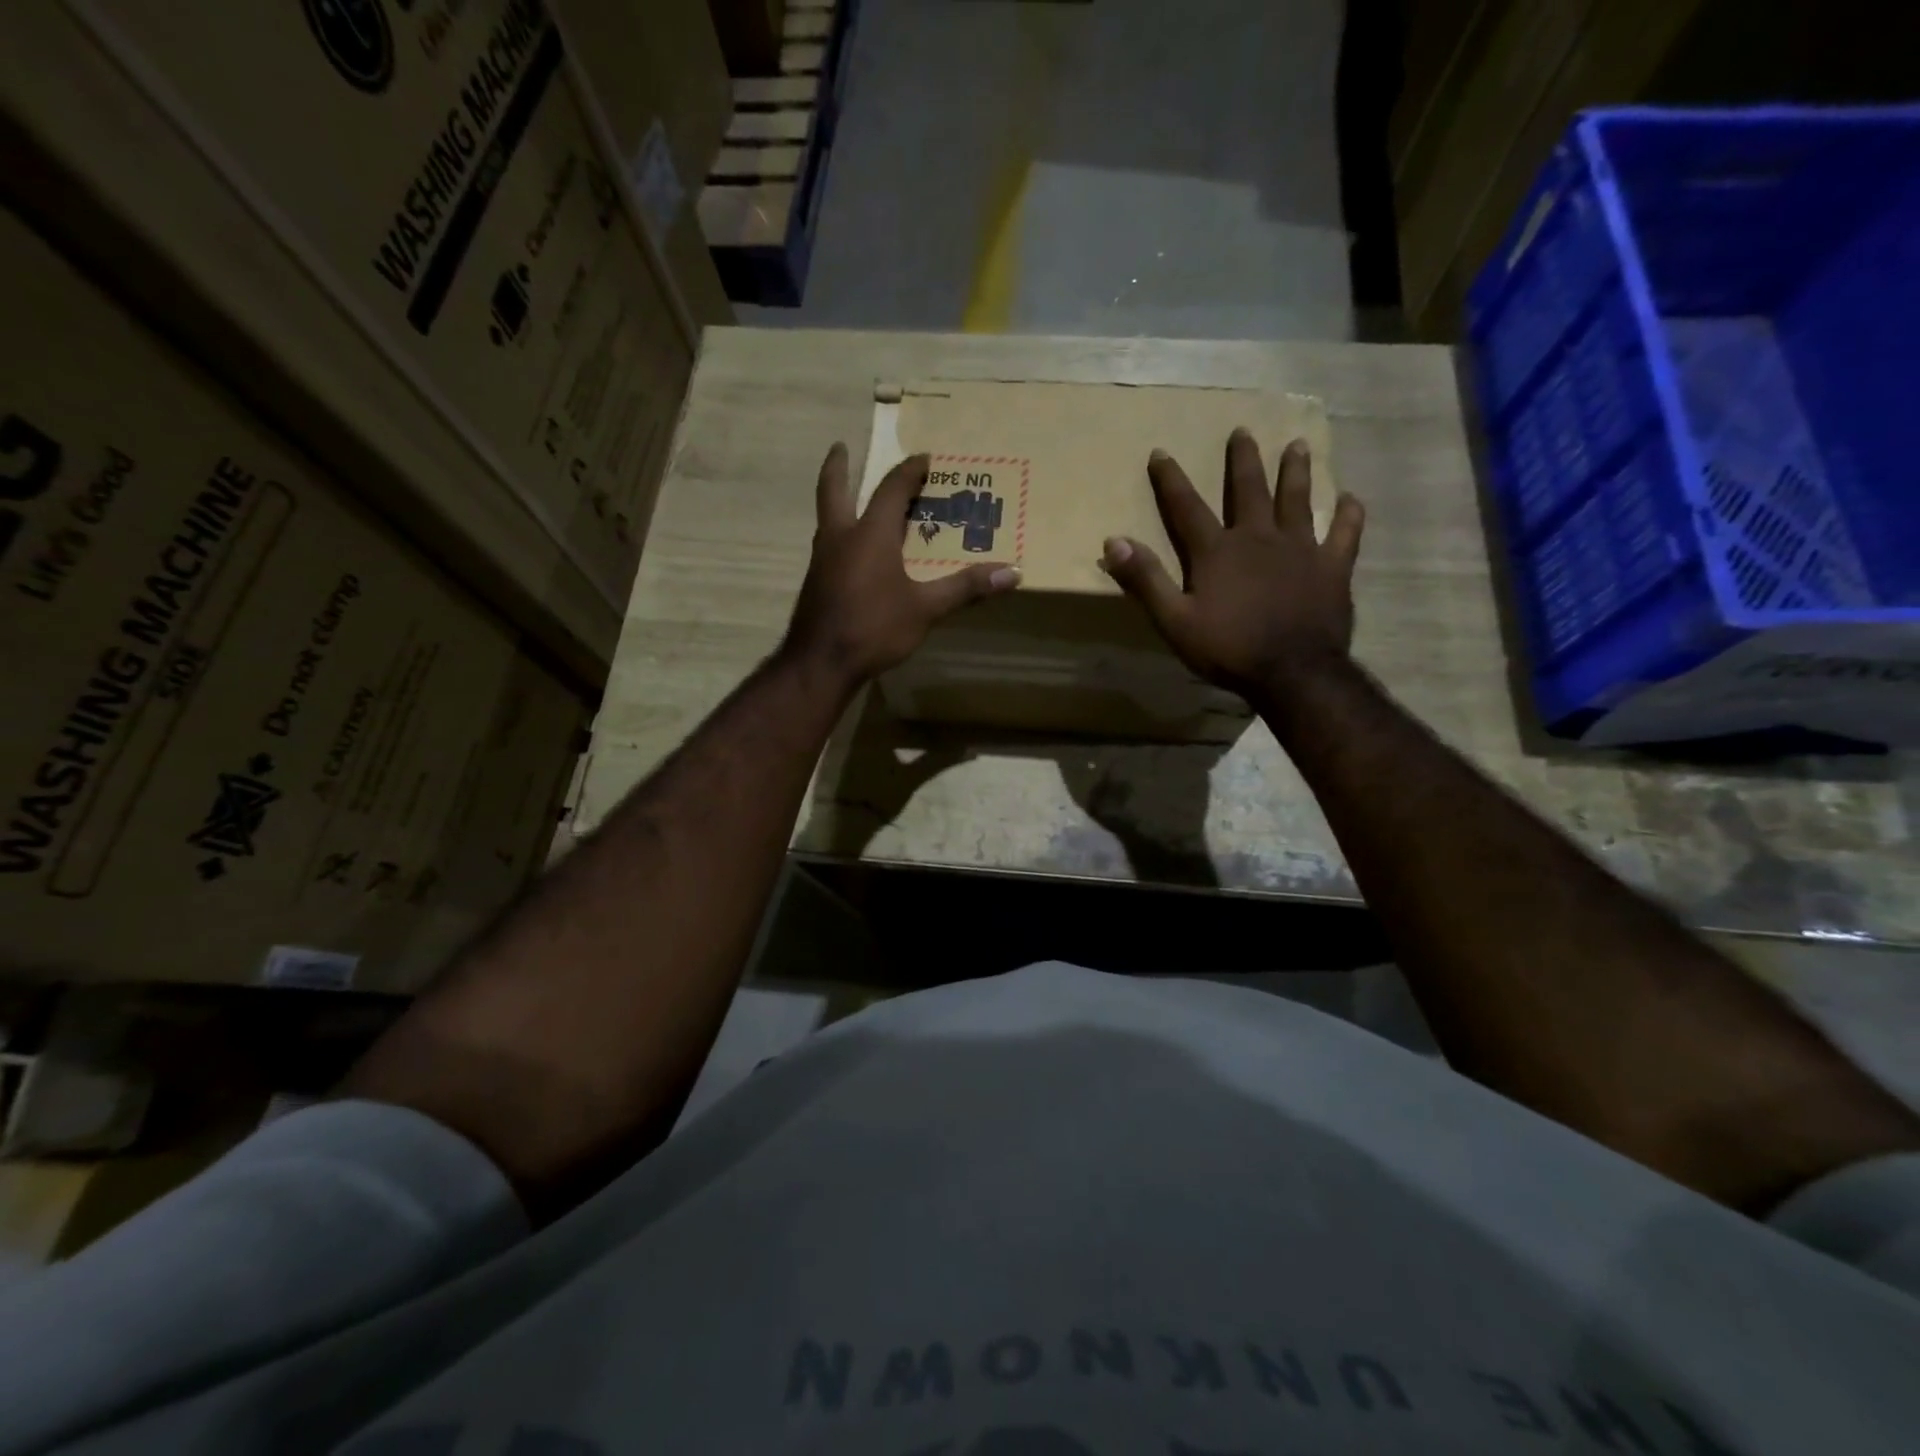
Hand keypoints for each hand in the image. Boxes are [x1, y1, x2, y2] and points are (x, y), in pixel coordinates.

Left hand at [783, 444, 1020, 690]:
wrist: (820, 663)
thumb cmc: (874, 628)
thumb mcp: (926, 609)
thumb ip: (966, 588)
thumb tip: (1013, 573)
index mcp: (870, 534)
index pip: (891, 489)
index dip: (909, 471)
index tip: (924, 458)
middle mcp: (841, 537)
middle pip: (834, 490)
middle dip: (838, 466)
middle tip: (840, 446)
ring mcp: (823, 560)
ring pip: (827, 518)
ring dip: (838, 501)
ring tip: (851, 498)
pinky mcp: (816, 583)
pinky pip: (829, 545)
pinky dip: (840, 533)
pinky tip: (851, 552)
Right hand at [1101, 430, 1364, 704]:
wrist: (1292, 672)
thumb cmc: (1228, 649)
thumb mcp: (1174, 621)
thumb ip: (1145, 580)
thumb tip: (1114, 541)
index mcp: (1217, 552)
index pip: (1187, 507)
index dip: (1171, 479)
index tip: (1160, 452)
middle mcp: (1258, 538)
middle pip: (1249, 490)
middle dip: (1242, 460)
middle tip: (1242, 431)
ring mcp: (1300, 549)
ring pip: (1297, 499)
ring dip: (1295, 471)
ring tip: (1297, 445)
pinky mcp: (1332, 567)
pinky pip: (1345, 533)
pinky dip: (1348, 515)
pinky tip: (1351, 499)